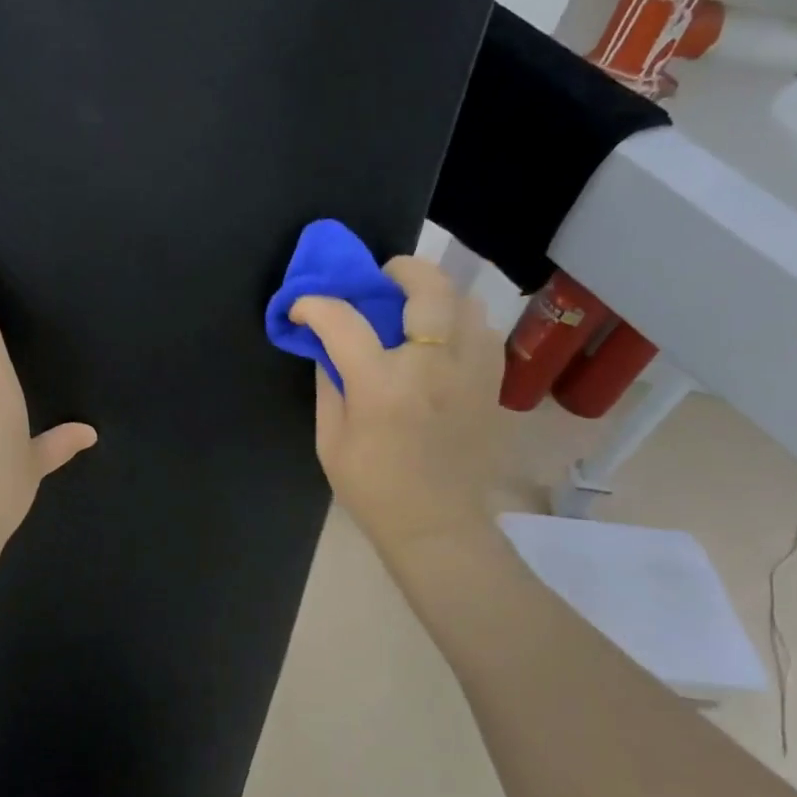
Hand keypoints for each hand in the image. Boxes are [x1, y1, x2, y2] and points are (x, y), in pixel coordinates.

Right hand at [290, 257, 505, 564]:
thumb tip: (327, 348)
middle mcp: (432, 368)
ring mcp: (471, 374)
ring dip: (436, 294)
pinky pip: (484, 333)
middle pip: (428, 289)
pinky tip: (444, 339)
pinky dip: (461, 323)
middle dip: (400, 269)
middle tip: (382, 276)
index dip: (316, 305)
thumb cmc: (374, 489)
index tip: (303, 308)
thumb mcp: (331, 442)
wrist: (437, 527)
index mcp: (382, 386)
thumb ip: (329, 386)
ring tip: (416, 307)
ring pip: (466, 303)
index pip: (344, 321)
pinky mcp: (492, 387)